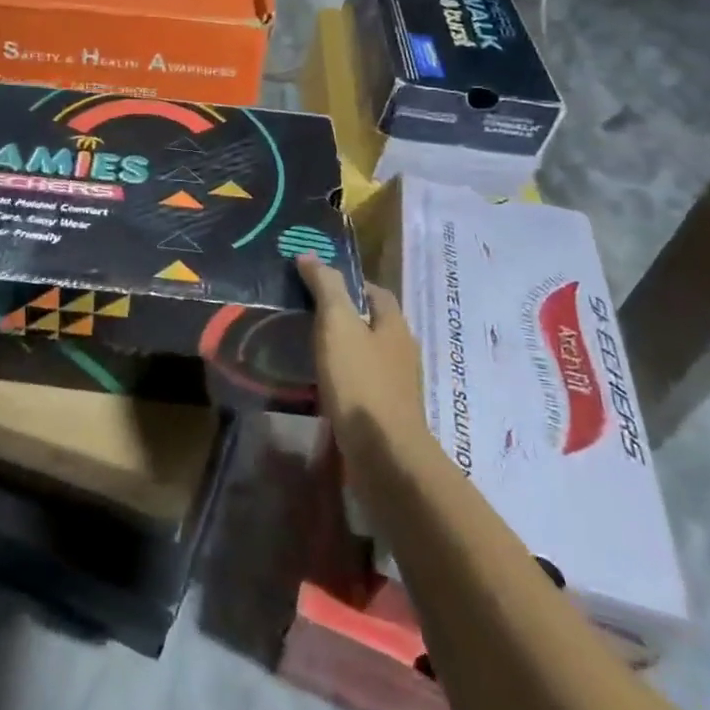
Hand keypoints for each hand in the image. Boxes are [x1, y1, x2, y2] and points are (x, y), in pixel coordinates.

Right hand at [297, 256, 428, 450]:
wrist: (383, 454)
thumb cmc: (360, 381)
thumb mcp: (337, 324)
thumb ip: (326, 287)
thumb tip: (310, 255)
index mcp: (395, 325)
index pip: (376, 292)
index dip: (350, 283)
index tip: (318, 283)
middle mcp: (402, 352)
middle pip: (374, 324)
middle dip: (346, 317)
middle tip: (307, 315)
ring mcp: (398, 386)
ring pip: (369, 356)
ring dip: (344, 350)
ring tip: (309, 349)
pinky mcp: (387, 414)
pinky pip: (364, 385)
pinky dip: (344, 379)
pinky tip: (322, 385)